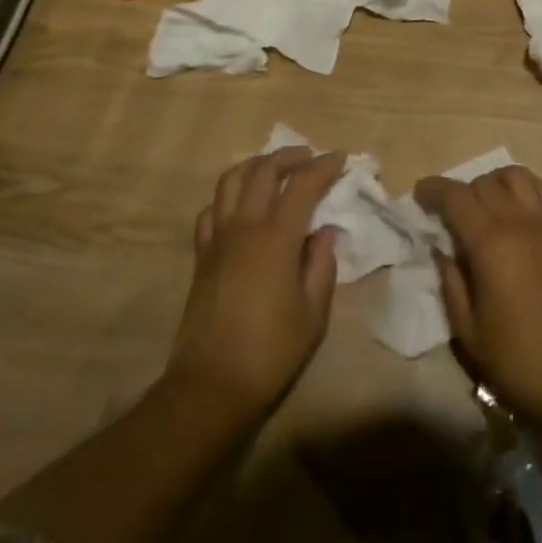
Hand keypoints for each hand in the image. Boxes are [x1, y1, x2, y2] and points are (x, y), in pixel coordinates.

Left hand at [166, 146, 345, 425]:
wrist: (211, 385)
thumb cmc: (271, 352)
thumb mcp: (313, 313)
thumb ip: (322, 265)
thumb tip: (324, 232)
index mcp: (276, 238)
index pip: (302, 185)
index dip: (323, 167)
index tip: (340, 158)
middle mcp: (244, 227)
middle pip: (263, 170)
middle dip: (290, 157)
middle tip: (310, 158)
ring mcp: (218, 238)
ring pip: (231, 180)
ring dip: (256, 165)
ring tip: (275, 169)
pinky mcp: (201, 255)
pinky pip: (211, 209)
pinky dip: (228, 195)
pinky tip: (241, 205)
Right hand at [414, 165, 541, 434]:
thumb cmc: (521, 362)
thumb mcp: (469, 333)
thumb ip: (452, 285)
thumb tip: (443, 252)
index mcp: (490, 243)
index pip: (455, 196)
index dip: (433, 189)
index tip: (419, 195)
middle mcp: (519, 222)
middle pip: (484, 183)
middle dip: (460, 192)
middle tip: (449, 215)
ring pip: (516, 176)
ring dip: (494, 182)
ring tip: (484, 205)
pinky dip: (526, 188)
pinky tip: (518, 208)